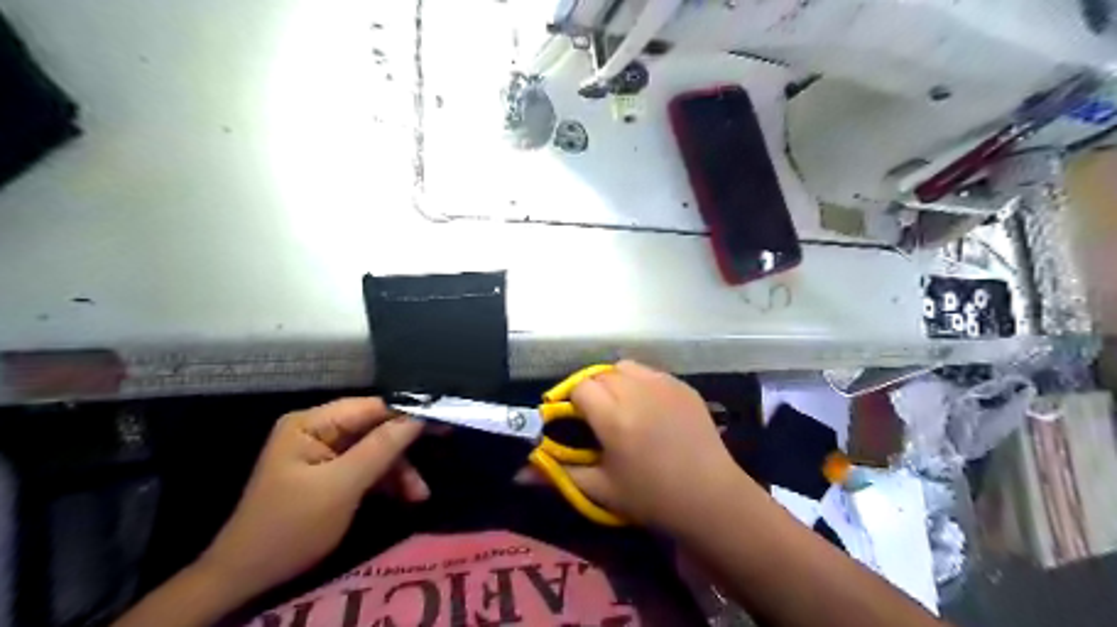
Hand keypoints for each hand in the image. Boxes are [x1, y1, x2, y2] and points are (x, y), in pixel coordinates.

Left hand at [195, 399, 424, 600]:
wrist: (248, 576)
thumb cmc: (292, 526)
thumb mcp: (341, 486)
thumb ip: (381, 448)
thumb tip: (419, 417)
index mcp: (312, 423)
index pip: (371, 407)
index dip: (407, 413)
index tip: (443, 421)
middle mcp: (319, 430)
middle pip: (375, 428)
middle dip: (403, 450)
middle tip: (437, 460)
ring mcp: (324, 452)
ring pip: (375, 449)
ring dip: (398, 471)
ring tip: (419, 495)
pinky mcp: (330, 473)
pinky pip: (367, 467)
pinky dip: (386, 481)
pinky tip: (406, 497)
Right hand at [564, 362, 743, 527]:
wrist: (711, 497)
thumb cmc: (651, 498)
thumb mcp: (601, 489)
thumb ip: (558, 474)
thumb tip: (517, 473)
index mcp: (614, 417)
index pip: (580, 388)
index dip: (573, 402)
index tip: (576, 422)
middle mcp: (637, 391)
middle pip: (600, 374)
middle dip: (593, 391)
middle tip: (598, 418)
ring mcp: (664, 384)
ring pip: (625, 367)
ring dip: (615, 381)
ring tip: (622, 407)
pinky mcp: (683, 386)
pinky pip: (651, 373)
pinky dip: (641, 383)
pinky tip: (649, 408)